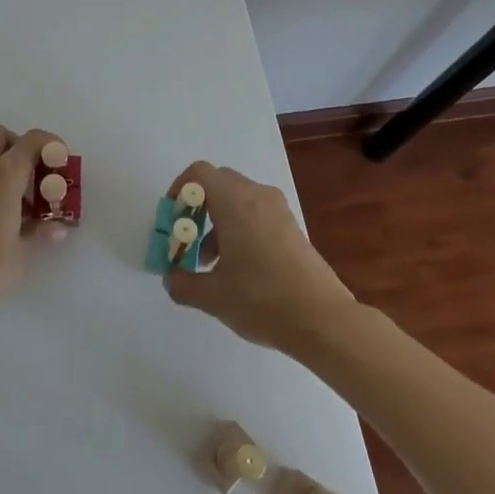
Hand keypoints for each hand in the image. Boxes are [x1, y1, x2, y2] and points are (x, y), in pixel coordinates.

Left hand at [0, 125, 54, 321]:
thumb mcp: (20, 252)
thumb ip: (38, 232)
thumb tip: (56, 228)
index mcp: (2, 174)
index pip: (32, 141)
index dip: (51, 146)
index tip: (61, 164)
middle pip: (1, 136)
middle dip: (21, 148)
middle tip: (34, 178)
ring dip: (3, 166)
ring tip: (18, 204)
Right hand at [163, 162, 357, 353]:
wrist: (323, 320)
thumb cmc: (262, 299)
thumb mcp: (213, 296)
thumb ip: (184, 284)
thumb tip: (171, 279)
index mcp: (234, 202)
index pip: (200, 173)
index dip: (179, 190)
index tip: (173, 220)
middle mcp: (257, 196)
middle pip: (219, 183)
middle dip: (197, 207)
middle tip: (188, 239)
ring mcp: (278, 210)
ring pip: (238, 199)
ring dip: (218, 221)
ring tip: (211, 263)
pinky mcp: (292, 227)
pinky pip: (257, 213)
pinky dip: (240, 228)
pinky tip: (239, 268)